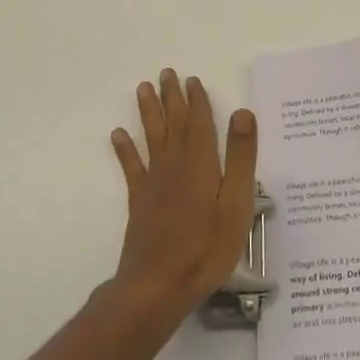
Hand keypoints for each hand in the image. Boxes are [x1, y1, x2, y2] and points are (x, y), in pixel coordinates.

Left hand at [109, 68, 257, 318]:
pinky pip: (131, 167)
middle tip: (166, 73)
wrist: (158, 286)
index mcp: (201, 164)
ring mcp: (154, 183)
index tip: (192, 79)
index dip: (197, 100)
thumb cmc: (206, 248)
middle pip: (174, 123)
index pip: (200, 123)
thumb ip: (240, 158)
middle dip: (171, 97)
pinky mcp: (140, 201)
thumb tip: (242, 112)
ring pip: (152, 137)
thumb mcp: (237, 204)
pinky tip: (118, 134)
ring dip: (148, 112)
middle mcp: (175, 165)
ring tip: (143, 88)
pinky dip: (125, 149)